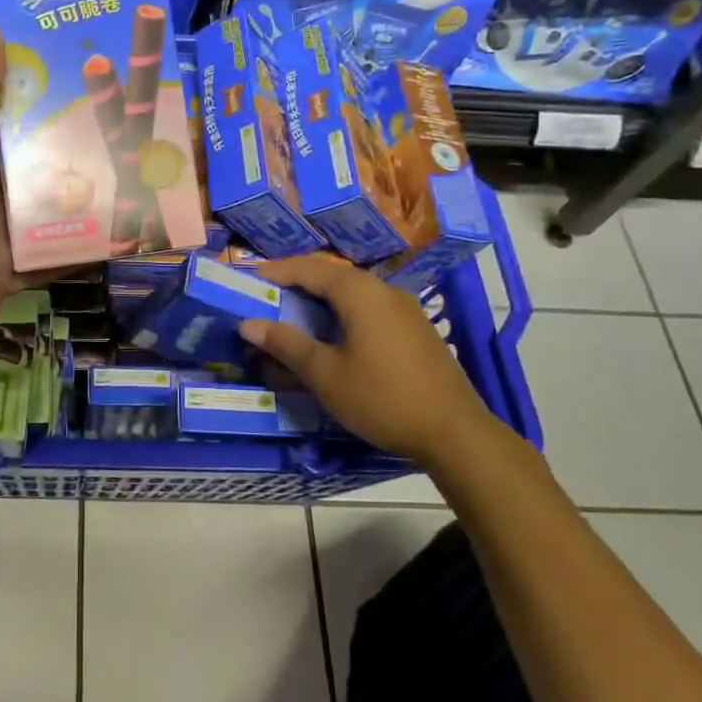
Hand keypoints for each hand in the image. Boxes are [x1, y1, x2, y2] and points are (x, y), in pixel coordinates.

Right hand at [239, 252, 505, 470]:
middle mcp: (383, 290)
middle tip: (265, 297)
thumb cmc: (381, 398)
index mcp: (359, 292)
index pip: (308, 269)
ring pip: (351, 294)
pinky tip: (332, 337)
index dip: (275, 272)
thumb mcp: (325, 374)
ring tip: (292, 316)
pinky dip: (341, 314)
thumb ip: (286, 344)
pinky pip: (368, 309)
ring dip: (319, 301)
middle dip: (296, 285)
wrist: (454, 432)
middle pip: (331, 277)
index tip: (248, 277)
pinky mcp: (414, 330)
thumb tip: (248, 324)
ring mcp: (404, 309)